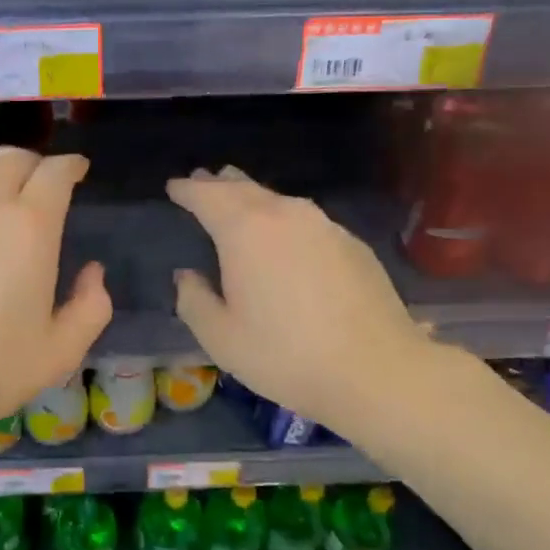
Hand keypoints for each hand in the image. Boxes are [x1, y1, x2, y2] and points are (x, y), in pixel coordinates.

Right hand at [167, 167, 444, 443]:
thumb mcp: (220, 337)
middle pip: (244, 189)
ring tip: (239, 197)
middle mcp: (285, 214)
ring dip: (253, 197)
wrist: (375, 371)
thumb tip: (187, 276)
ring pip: (278, 200)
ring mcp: (324, 225)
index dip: (187, 190)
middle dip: (219, 184)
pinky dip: (284, 219)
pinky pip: (306, 219)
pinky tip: (285, 235)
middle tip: (203, 179)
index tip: (174, 186)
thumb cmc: (285, 355)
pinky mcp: (351, 243)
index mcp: (245, 231)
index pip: (207, 196)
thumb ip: (194, 300)